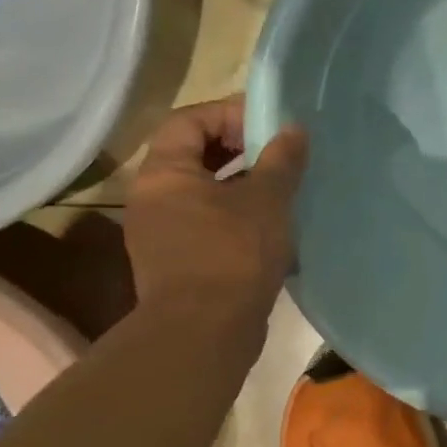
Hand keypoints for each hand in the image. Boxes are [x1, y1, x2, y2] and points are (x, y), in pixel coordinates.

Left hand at [124, 98, 308, 317]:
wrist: (205, 332)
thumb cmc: (233, 253)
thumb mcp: (266, 200)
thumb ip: (281, 160)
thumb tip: (293, 129)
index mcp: (164, 174)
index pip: (189, 120)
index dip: (229, 113)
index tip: (269, 126)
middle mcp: (153, 198)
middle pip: (195, 155)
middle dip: (240, 150)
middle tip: (280, 155)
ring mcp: (162, 233)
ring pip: (206, 193)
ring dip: (244, 186)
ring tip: (284, 191)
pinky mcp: (179, 262)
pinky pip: (209, 223)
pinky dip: (239, 217)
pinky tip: (274, 229)